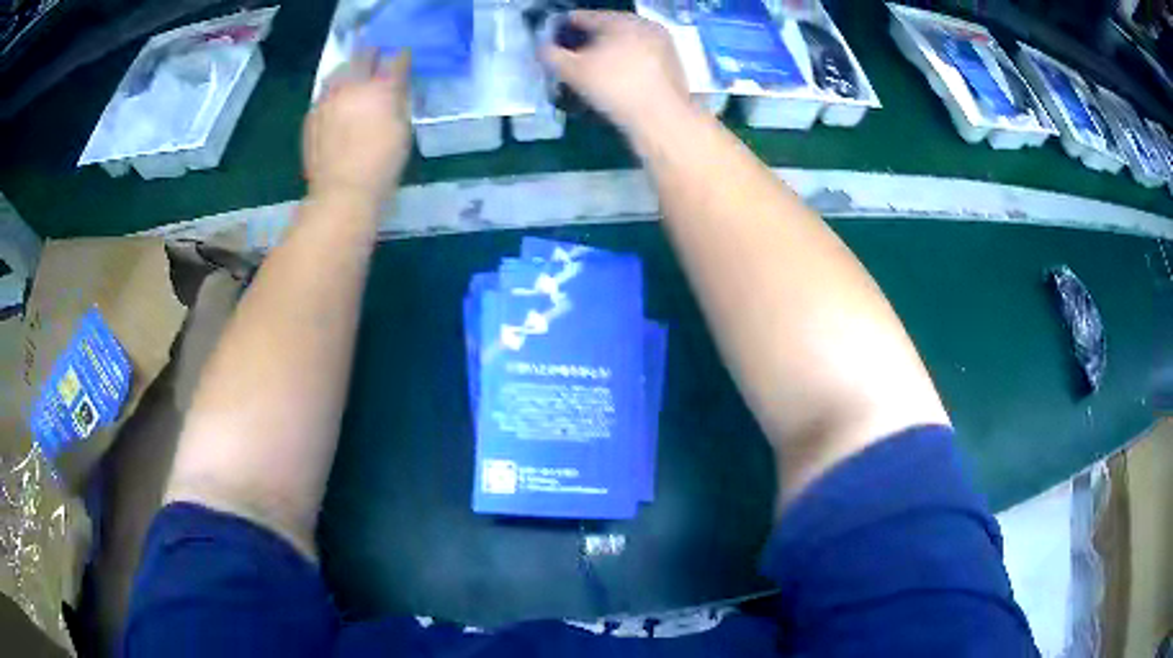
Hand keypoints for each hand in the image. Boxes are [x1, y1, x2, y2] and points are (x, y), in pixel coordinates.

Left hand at [303, 52, 411, 204]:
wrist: (342, 193)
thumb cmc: (382, 165)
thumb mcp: (402, 130)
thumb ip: (399, 102)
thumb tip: (396, 88)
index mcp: (380, 88)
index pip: (395, 59)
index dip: (402, 58)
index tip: (404, 61)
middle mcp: (352, 86)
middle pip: (362, 55)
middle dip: (372, 55)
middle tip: (377, 60)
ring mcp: (327, 99)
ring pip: (338, 71)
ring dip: (348, 70)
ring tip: (352, 80)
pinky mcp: (311, 115)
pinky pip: (323, 94)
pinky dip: (333, 93)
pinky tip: (337, 105)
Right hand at [542, 12, 689, 135]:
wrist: (662, 119)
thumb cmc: (615, 87)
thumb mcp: (573, 71)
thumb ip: (552, 55)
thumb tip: (542, 48)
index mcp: (622, 20)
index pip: (583, 16)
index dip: (562, 28)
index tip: (550, 41)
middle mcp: (646, 25)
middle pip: (607, 29)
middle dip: (587, 41)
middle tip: (570, 58)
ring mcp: (664, 46)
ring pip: (625, 44)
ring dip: (607, 54)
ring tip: (591, 71)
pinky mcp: (673, 66)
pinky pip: (640, 59)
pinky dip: (626, 65)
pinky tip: (615, 82)